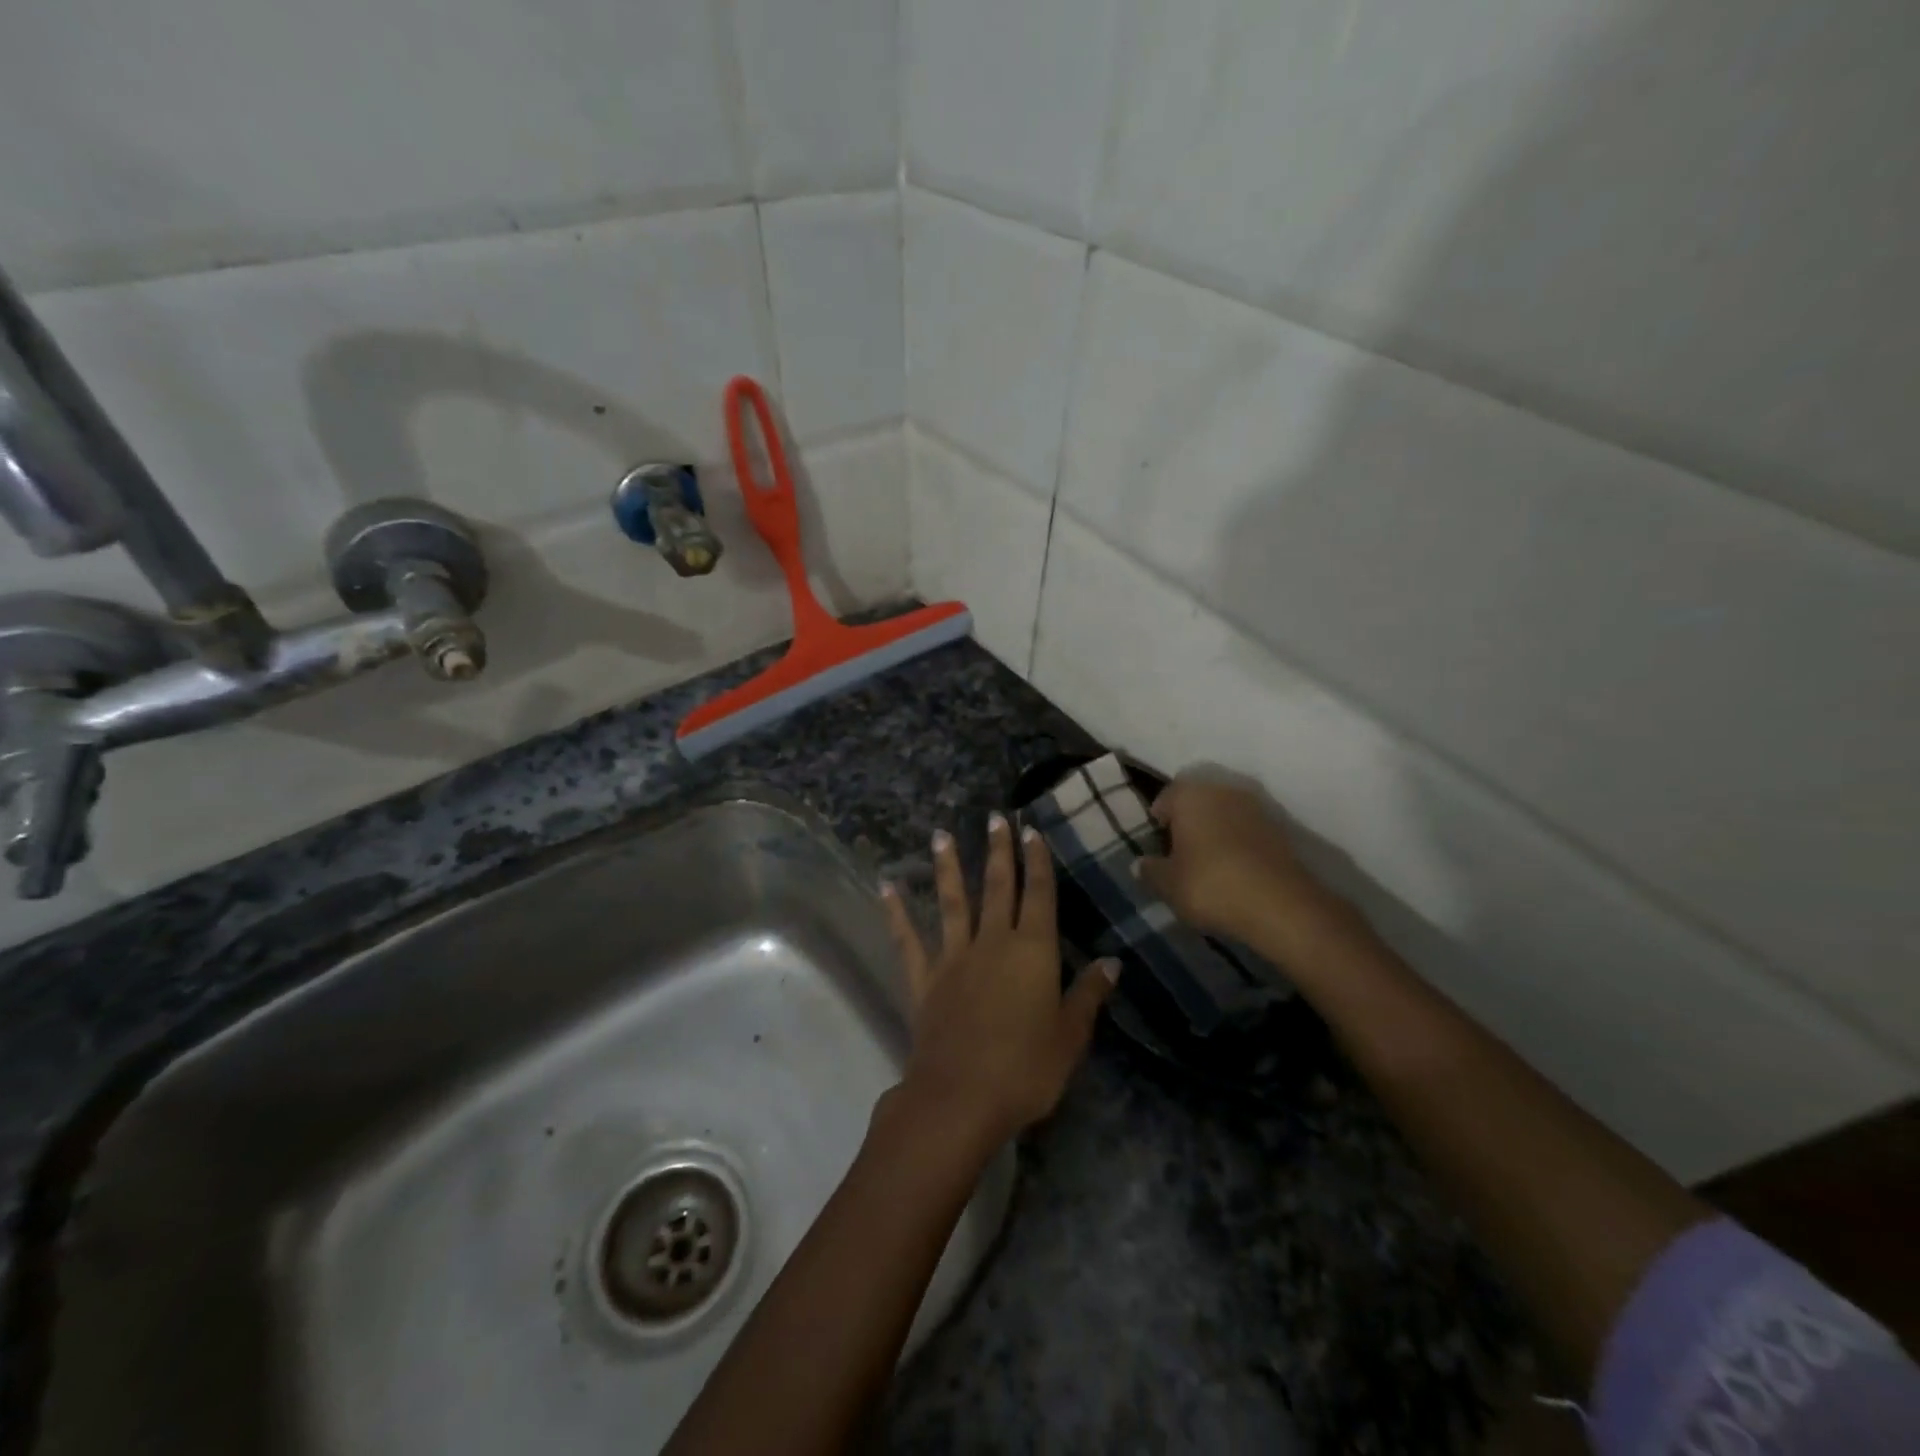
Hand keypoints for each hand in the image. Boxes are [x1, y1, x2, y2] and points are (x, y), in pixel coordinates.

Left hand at [882, 814, 1116, 1148]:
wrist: (961, 1097)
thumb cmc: (1026, 1069)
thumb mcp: (1070, 1036)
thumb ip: (1088, 995)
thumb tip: (1112, 962)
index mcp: (1032, 951)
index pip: (1038, 895)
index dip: (1037, 862)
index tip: (1031, 831)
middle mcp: (992, 943)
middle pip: (997, 888)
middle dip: (998, 851)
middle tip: (994, 818)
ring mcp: (953, 958)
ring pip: (952, 902)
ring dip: (948, 867)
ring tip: (941, 835)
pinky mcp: (923, 979)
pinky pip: (908, 939)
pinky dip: (897, 912)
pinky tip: (886, 886)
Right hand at [1134, 776, 1339, 945]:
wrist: (1282, 907)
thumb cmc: (1211, 886)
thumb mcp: (1168, 885)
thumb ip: (1149, 871)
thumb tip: (1140, 864)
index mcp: (1190, 795)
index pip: (1164, 799)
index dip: (1157, 825)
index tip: (1158, 851)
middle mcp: (1223, 791)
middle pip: (1196, 804)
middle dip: (1187, 825)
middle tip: (1180, 858)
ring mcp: (1256, 807)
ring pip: (1224, 816)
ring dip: (1215, 835)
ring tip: (1209, 868)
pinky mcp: (1281, 829)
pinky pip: (1247, 832)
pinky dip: (1239, 846)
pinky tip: (1235, 873)